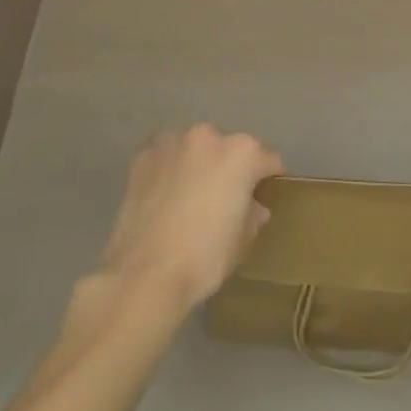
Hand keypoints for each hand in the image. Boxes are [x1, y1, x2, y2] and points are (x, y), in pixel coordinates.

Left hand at [98, 125, 282, 312]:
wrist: (145, 274)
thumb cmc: (204, 258)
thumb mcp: (241, 242)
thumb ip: (252, 216)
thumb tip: (254, 208)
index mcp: (241, 153)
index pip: (267, 160)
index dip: (267, 179)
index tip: (264, 195)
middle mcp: (208, 136)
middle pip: (227, 149)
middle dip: (228, 169)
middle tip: (222, 200)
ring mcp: (172, 143)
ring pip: (193, 149)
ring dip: (196, 165)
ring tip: (188, 197)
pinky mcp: (142, 157)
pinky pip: (164, 159)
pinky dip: (167, 172)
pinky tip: (163, 199)